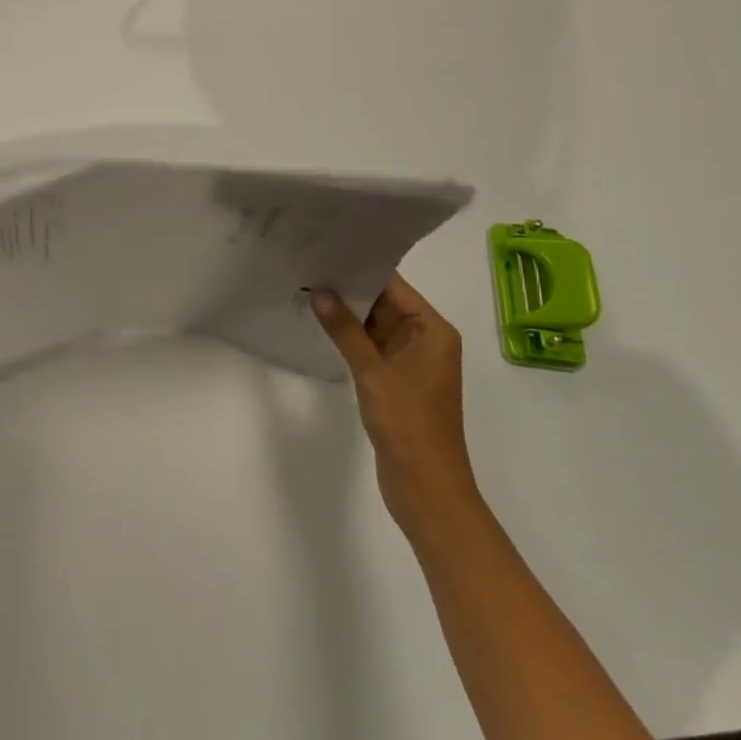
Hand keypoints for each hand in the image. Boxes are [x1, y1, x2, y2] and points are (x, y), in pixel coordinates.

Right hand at [313, 274, 478, 536]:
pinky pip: (371, 347)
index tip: (326, 251)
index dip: (360, 268)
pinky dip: (350, 338)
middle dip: (348, 289)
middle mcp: (425, 339)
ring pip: (375, 325)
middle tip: (309, 267)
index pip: (393, 285)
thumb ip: (345, 330)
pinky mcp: (397, 380)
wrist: (426, 488)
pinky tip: (321, 326)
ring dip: (346, 314)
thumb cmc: (408, 424)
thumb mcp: (373, 372)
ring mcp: (411, 361)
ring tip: (308, 289)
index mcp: (432, 330)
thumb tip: (319, 292)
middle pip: (384, 302)